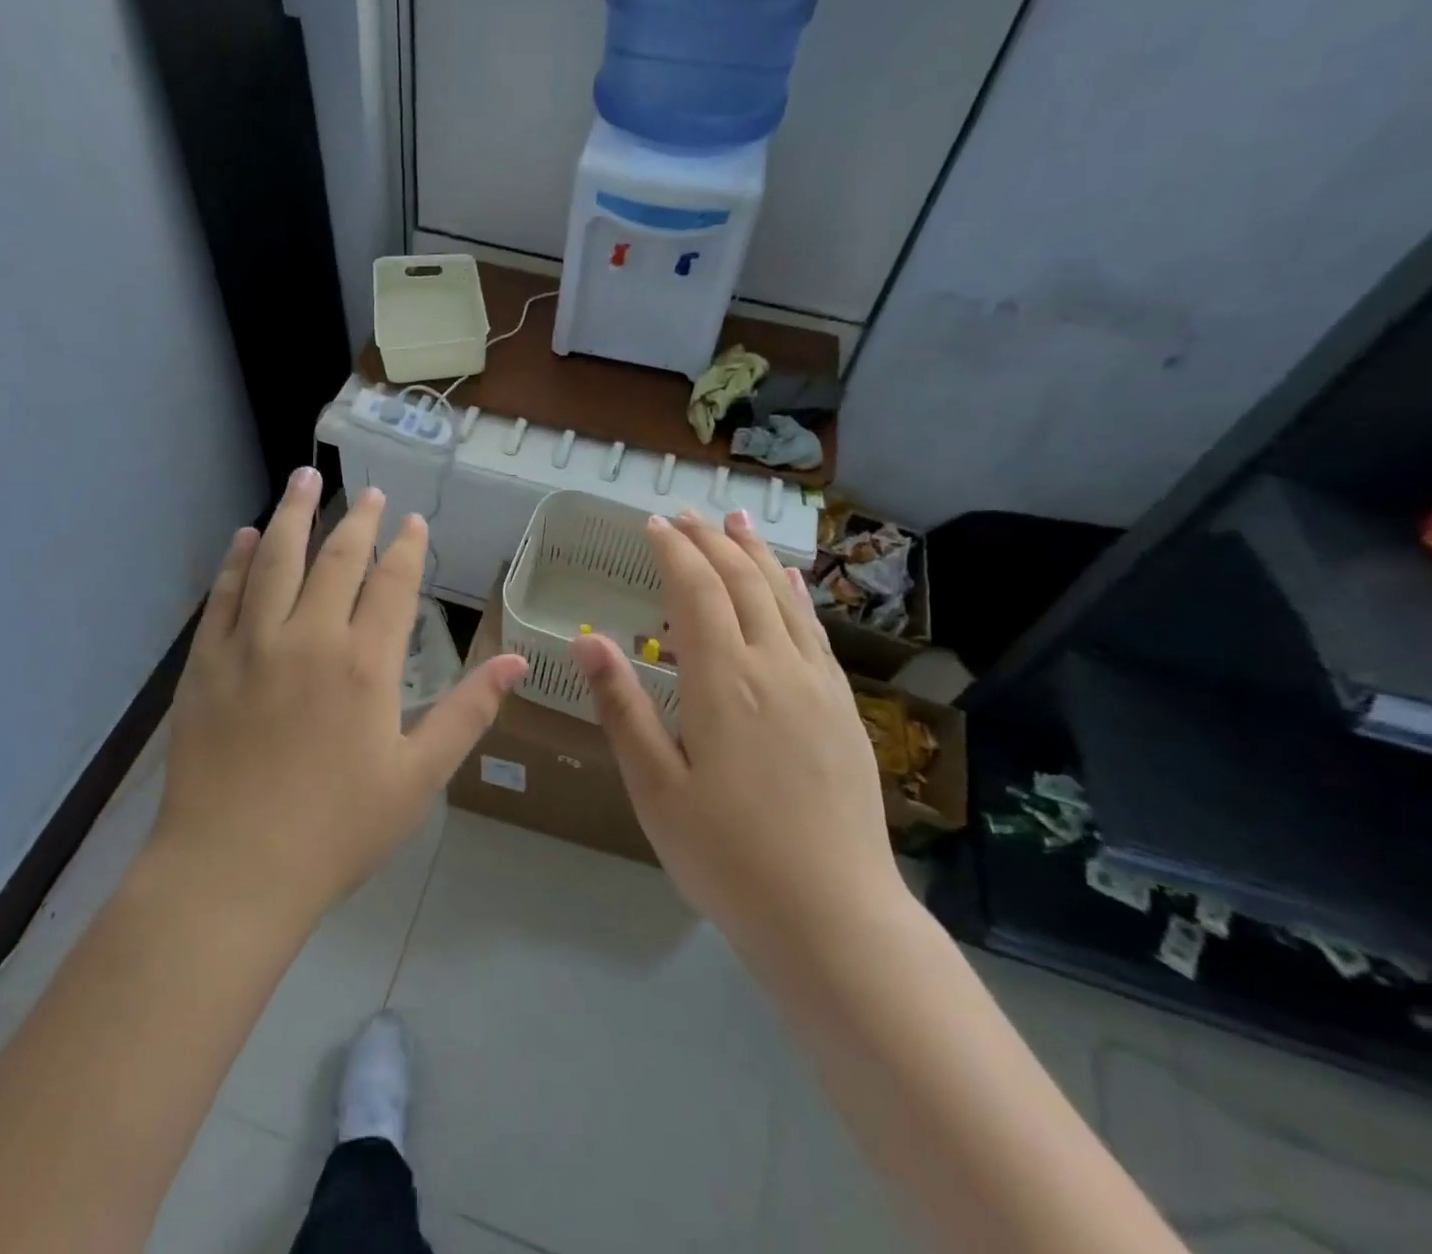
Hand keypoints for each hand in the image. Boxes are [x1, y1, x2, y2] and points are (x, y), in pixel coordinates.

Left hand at [155, 468, 526, 921]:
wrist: (233, 871)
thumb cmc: (337, 830)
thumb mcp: (418, 777)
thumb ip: (468, 712)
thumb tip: (518, 662)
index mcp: (365, 664)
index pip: (391, 584)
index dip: (405, 547)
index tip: (411, 521)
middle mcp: (309, 638)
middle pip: (336, 559)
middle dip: (356, 520)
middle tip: (368, 492)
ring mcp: (251, 645)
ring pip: (275, 560)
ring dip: (292, 515)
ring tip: (304, 478)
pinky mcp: (206, 663)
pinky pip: (223, 596)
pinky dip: (236, 560)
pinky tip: (246, 536)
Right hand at [571, 509, 904, 961]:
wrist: (833, 917)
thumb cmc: (727, 856)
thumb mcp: (655, 787)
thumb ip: (623, 707)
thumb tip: (587, 640)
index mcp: (723, 681)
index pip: (696, 591)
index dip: (674, 551)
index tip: (653, 525)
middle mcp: (775, 667)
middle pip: (742, 583)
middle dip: (712, 541)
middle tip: (688, 515)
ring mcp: (817, 685)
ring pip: (784, 598)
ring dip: (756, 554)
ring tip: (737, 522)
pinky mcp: (844, 709)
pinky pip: (815, 631)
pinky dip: (795, 594)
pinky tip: (789, 583)